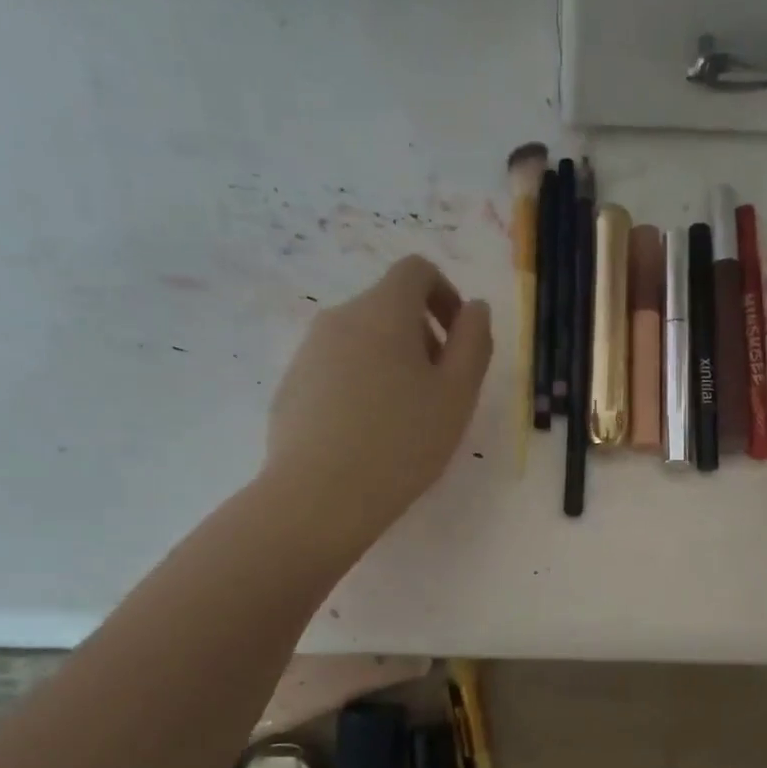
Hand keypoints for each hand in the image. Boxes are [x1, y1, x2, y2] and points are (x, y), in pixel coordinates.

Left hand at [263, 256, 492, 552]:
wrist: (320, 496)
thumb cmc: (402, 442)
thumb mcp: (457, 394)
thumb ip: (474, 342)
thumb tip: (475, 308)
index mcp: (383, 311)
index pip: (416, 271)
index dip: (445, 295)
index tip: (459, 339)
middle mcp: (340, 318)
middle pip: (388, 306)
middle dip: (423, 336)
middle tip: (441, 390)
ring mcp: (308, 352)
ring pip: (362, 339)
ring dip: (392, 362)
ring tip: (406, 418)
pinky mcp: (291, 386)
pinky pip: (336, 369)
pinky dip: (362, 384)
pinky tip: (369, 434)